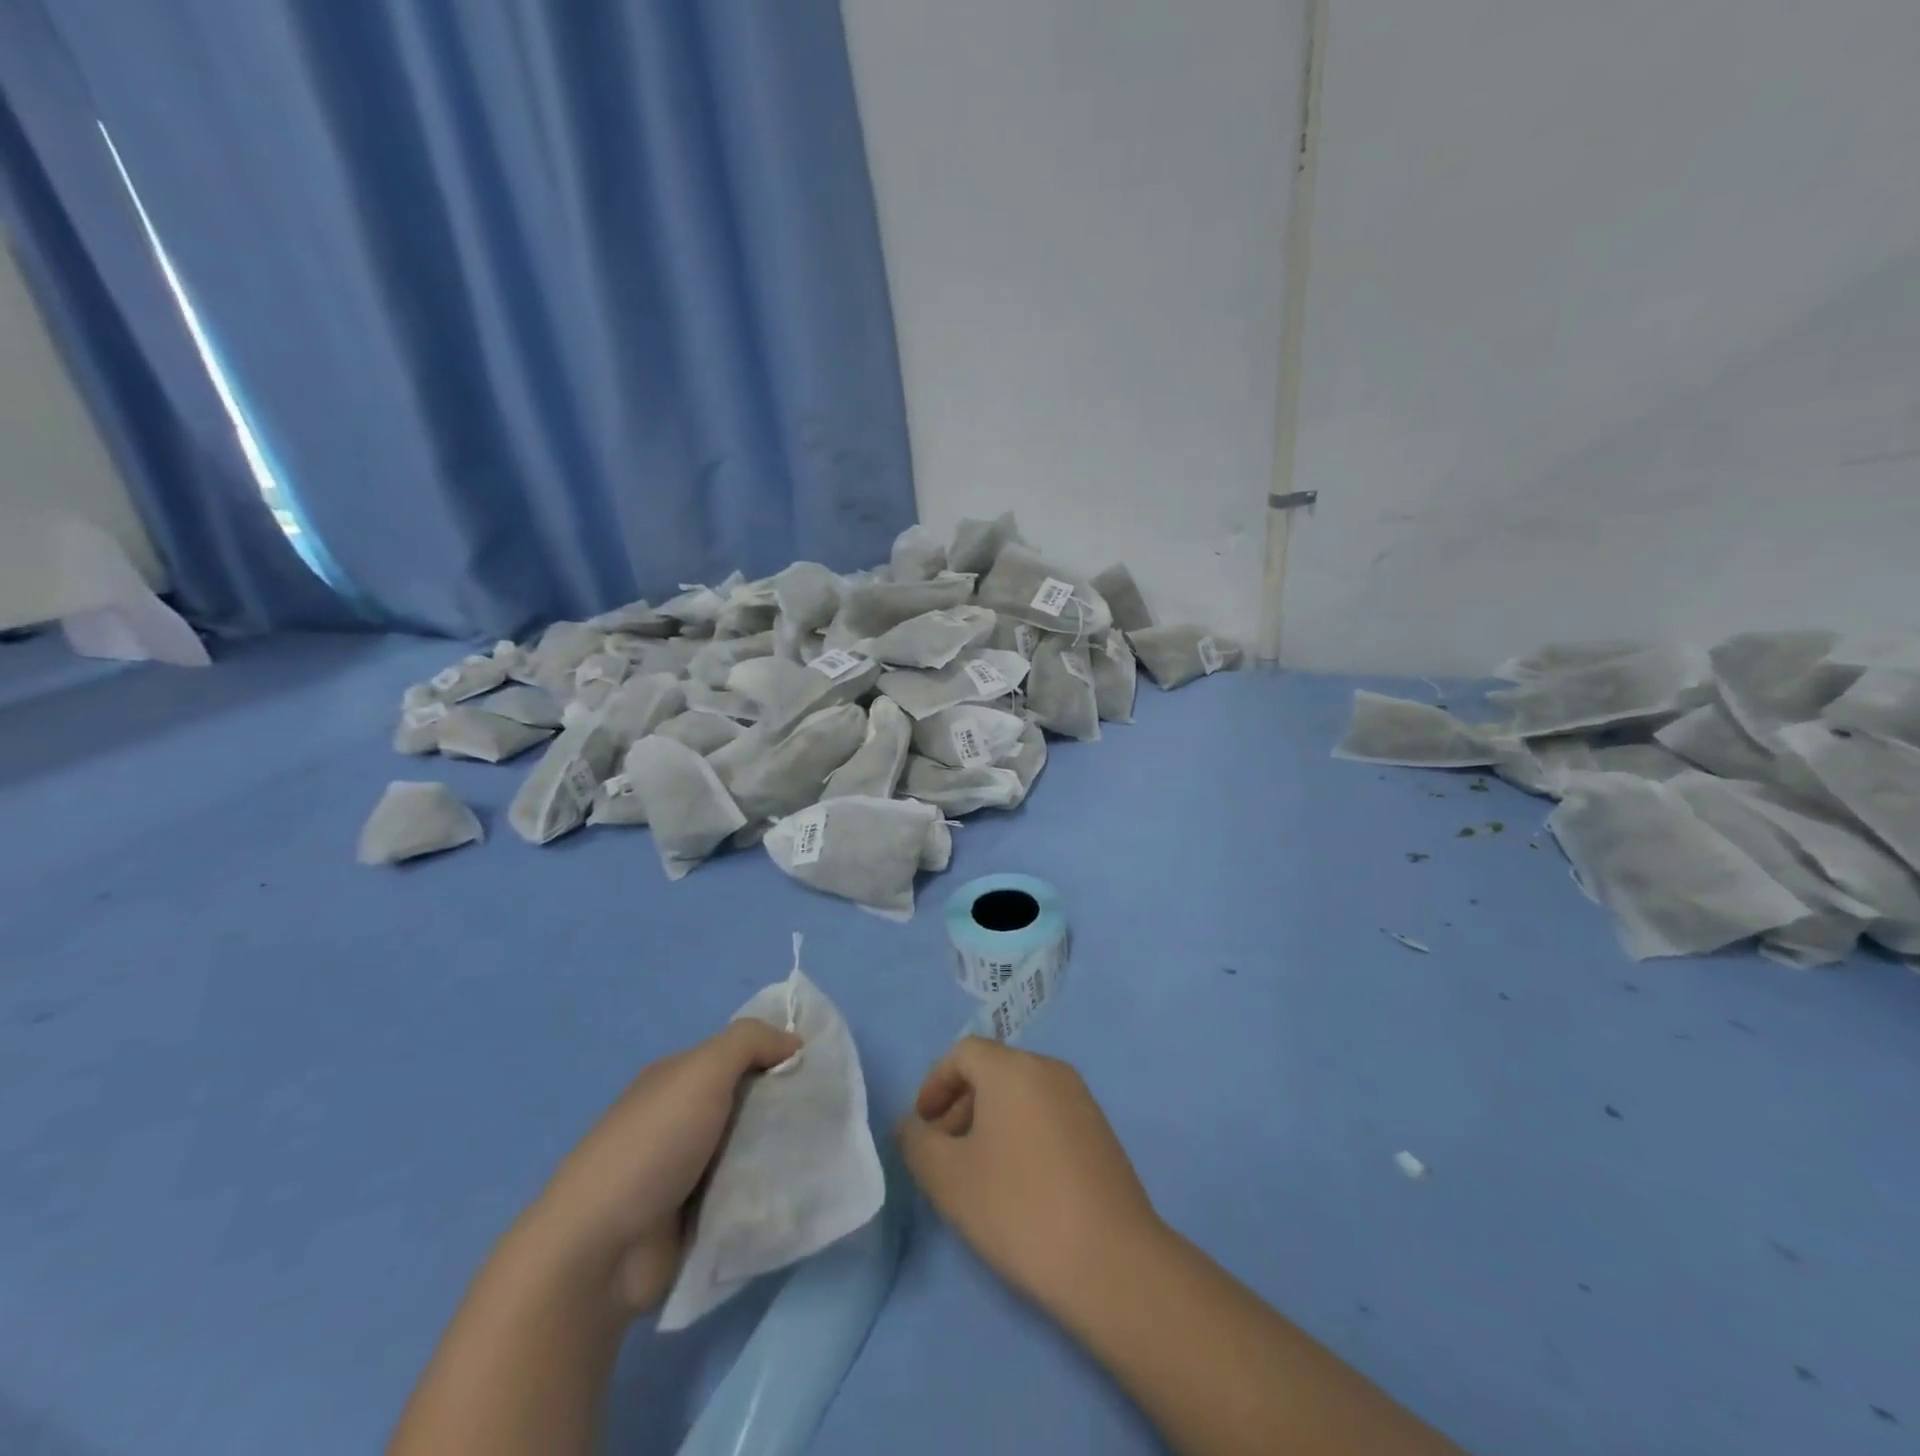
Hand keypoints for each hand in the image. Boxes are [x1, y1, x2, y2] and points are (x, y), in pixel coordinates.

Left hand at [526, 1020, 801, 1315]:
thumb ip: (749, 1042)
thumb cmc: (652, 1145)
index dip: (780, 1055)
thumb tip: (794, 1044)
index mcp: (681, 1080)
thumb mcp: (701, 1071)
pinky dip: (770, 1192)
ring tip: (825, 1153)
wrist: (600, 1252)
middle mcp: (686, 1119)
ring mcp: (692, 1172)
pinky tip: (802, 1191)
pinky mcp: (700, 1218)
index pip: (743, 1055)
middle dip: (788, 1106)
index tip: (821, 1069)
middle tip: (830, 1114)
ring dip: (783, 1152)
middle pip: (753, 1101)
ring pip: (755, 1149)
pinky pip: (748, 1194)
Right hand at [897, 1037, 1164, 1320]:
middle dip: (960, 1105)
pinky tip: (1019, 1184)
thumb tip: (913, 1125)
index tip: (923, 1127)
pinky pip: (1047, 1114)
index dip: (935, 1084)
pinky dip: (1022, 1133)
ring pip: (1021, 1093)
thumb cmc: (1018, 1208)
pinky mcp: (1100, 1131)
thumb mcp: (948, 1178)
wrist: (1111, 1261)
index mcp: (1013, 1068)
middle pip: (993, 1070)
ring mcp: (1081, 1098)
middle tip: (945, 1154)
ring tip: (978, 1174)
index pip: (964, 1052)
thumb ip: (917, 1142)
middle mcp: (1049, 1069)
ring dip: (990, 1121)